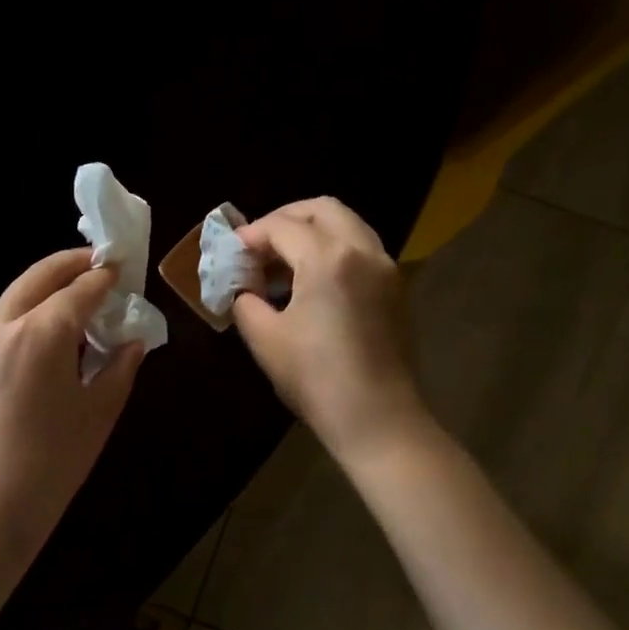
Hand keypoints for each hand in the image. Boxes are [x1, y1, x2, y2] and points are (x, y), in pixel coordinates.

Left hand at [0, 248, 144, 566]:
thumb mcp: (99, 413)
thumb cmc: (51, 464)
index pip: (81, 288)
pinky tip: (50, 332)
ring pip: (17, 294)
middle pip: (40, 276)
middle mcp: (5, 324)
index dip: (107, 276)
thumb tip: (131, 340)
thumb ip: (119, 367)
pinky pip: (4, 319)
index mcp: (42, 331)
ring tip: (78, 295)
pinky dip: (29, 309)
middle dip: (72, 265)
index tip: (125, 270)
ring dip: (48, 285)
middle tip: (100, 265)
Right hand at [232, 198, 427, 460]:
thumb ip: (247, 302)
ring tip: (283, 262)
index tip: (232, 251)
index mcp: (328, 258)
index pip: (283, 226)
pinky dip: (334, 249)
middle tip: (260, 244)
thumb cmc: (316, 379)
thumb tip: (244, 289)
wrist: (378, 420)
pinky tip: (312, 281)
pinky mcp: (396, 289)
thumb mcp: (265, 339)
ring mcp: (386, 268)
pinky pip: (361, 249)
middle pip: (323, 209)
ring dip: (312, 232)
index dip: (252, 235)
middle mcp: (363, 251)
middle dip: (286, 218)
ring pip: (347, 225)